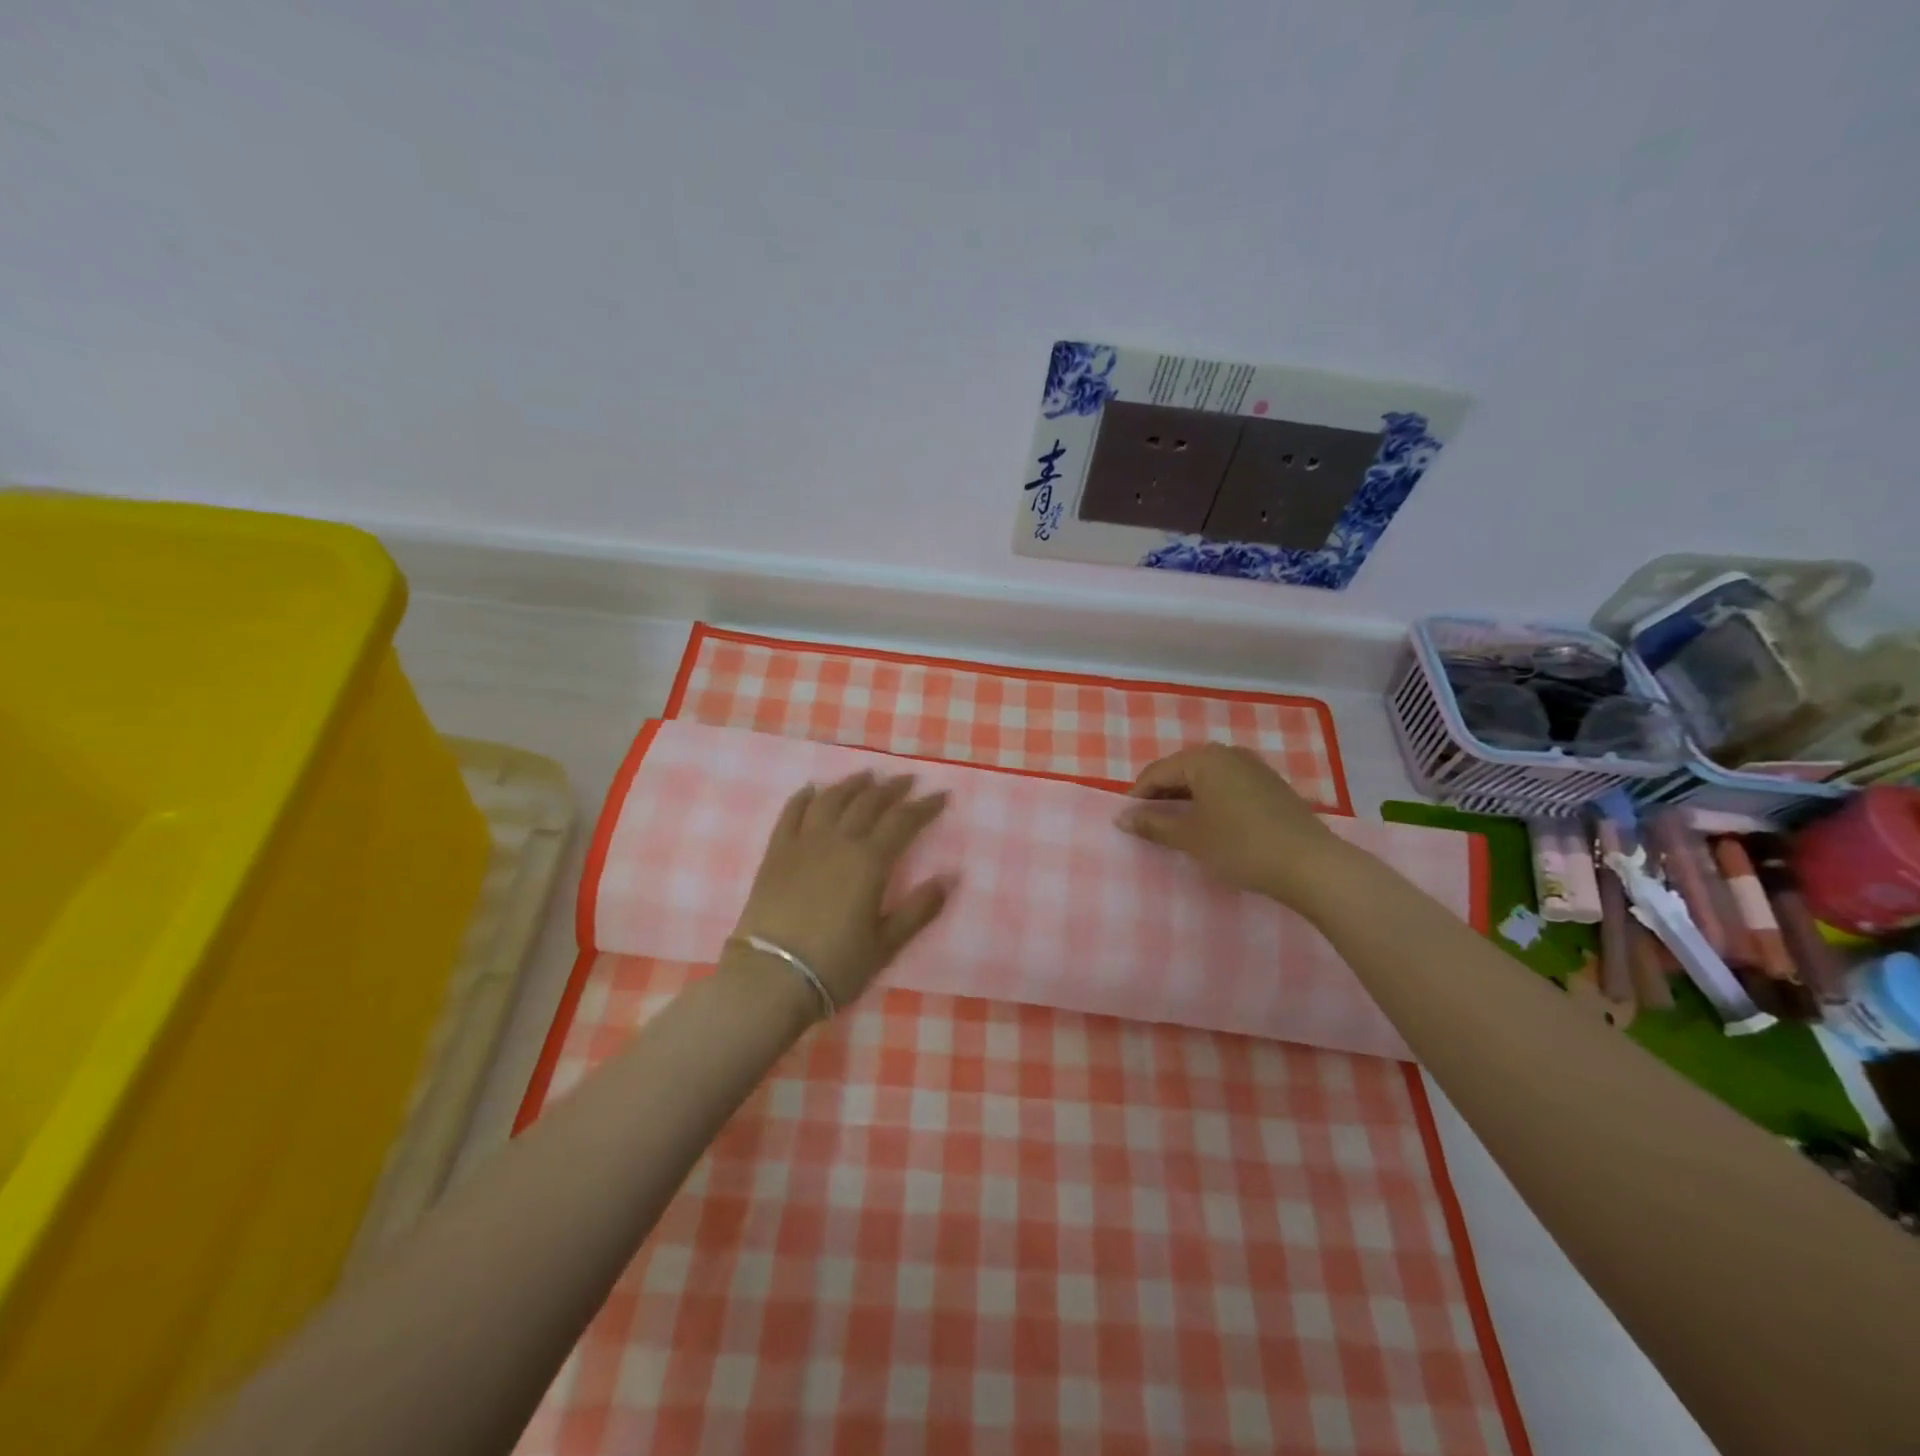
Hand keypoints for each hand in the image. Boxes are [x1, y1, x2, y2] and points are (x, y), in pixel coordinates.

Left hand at [730, 770, 955, 1009]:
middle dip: (892, 788)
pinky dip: (804, 797)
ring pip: (831, 800)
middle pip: (868, 802)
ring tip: (867, 775)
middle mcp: (838, 841)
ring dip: (852, 784)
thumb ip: (919, 909)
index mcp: (870, 862)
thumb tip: (951, 877)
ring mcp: (803, 843)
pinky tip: (812, 789)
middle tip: (908, 780)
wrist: (769, 978)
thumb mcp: (885, 944)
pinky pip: (791, 813)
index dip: (925, 806)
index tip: (941, 795)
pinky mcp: (776, 853)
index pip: (903, 821)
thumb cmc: (835, 965)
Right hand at [1116, 742, 1344, 905]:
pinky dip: (1211, 801)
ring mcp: (1253, 767)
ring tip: (1178, 827)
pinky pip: (1228, 786)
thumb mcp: (1190, 837)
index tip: (1127, 822)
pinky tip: (1212, 825)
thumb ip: (1152, 824)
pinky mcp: (1271, 785)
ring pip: (1206, 778)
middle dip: (1162, 796)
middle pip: (1181, 771)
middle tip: (1150, 825)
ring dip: (1186, 799)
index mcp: (1204, 758)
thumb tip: (1120, 818)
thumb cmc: (1240, 846)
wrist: (1310, 865)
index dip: (1137, 797)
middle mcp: (1228, 753)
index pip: (1156, 772)